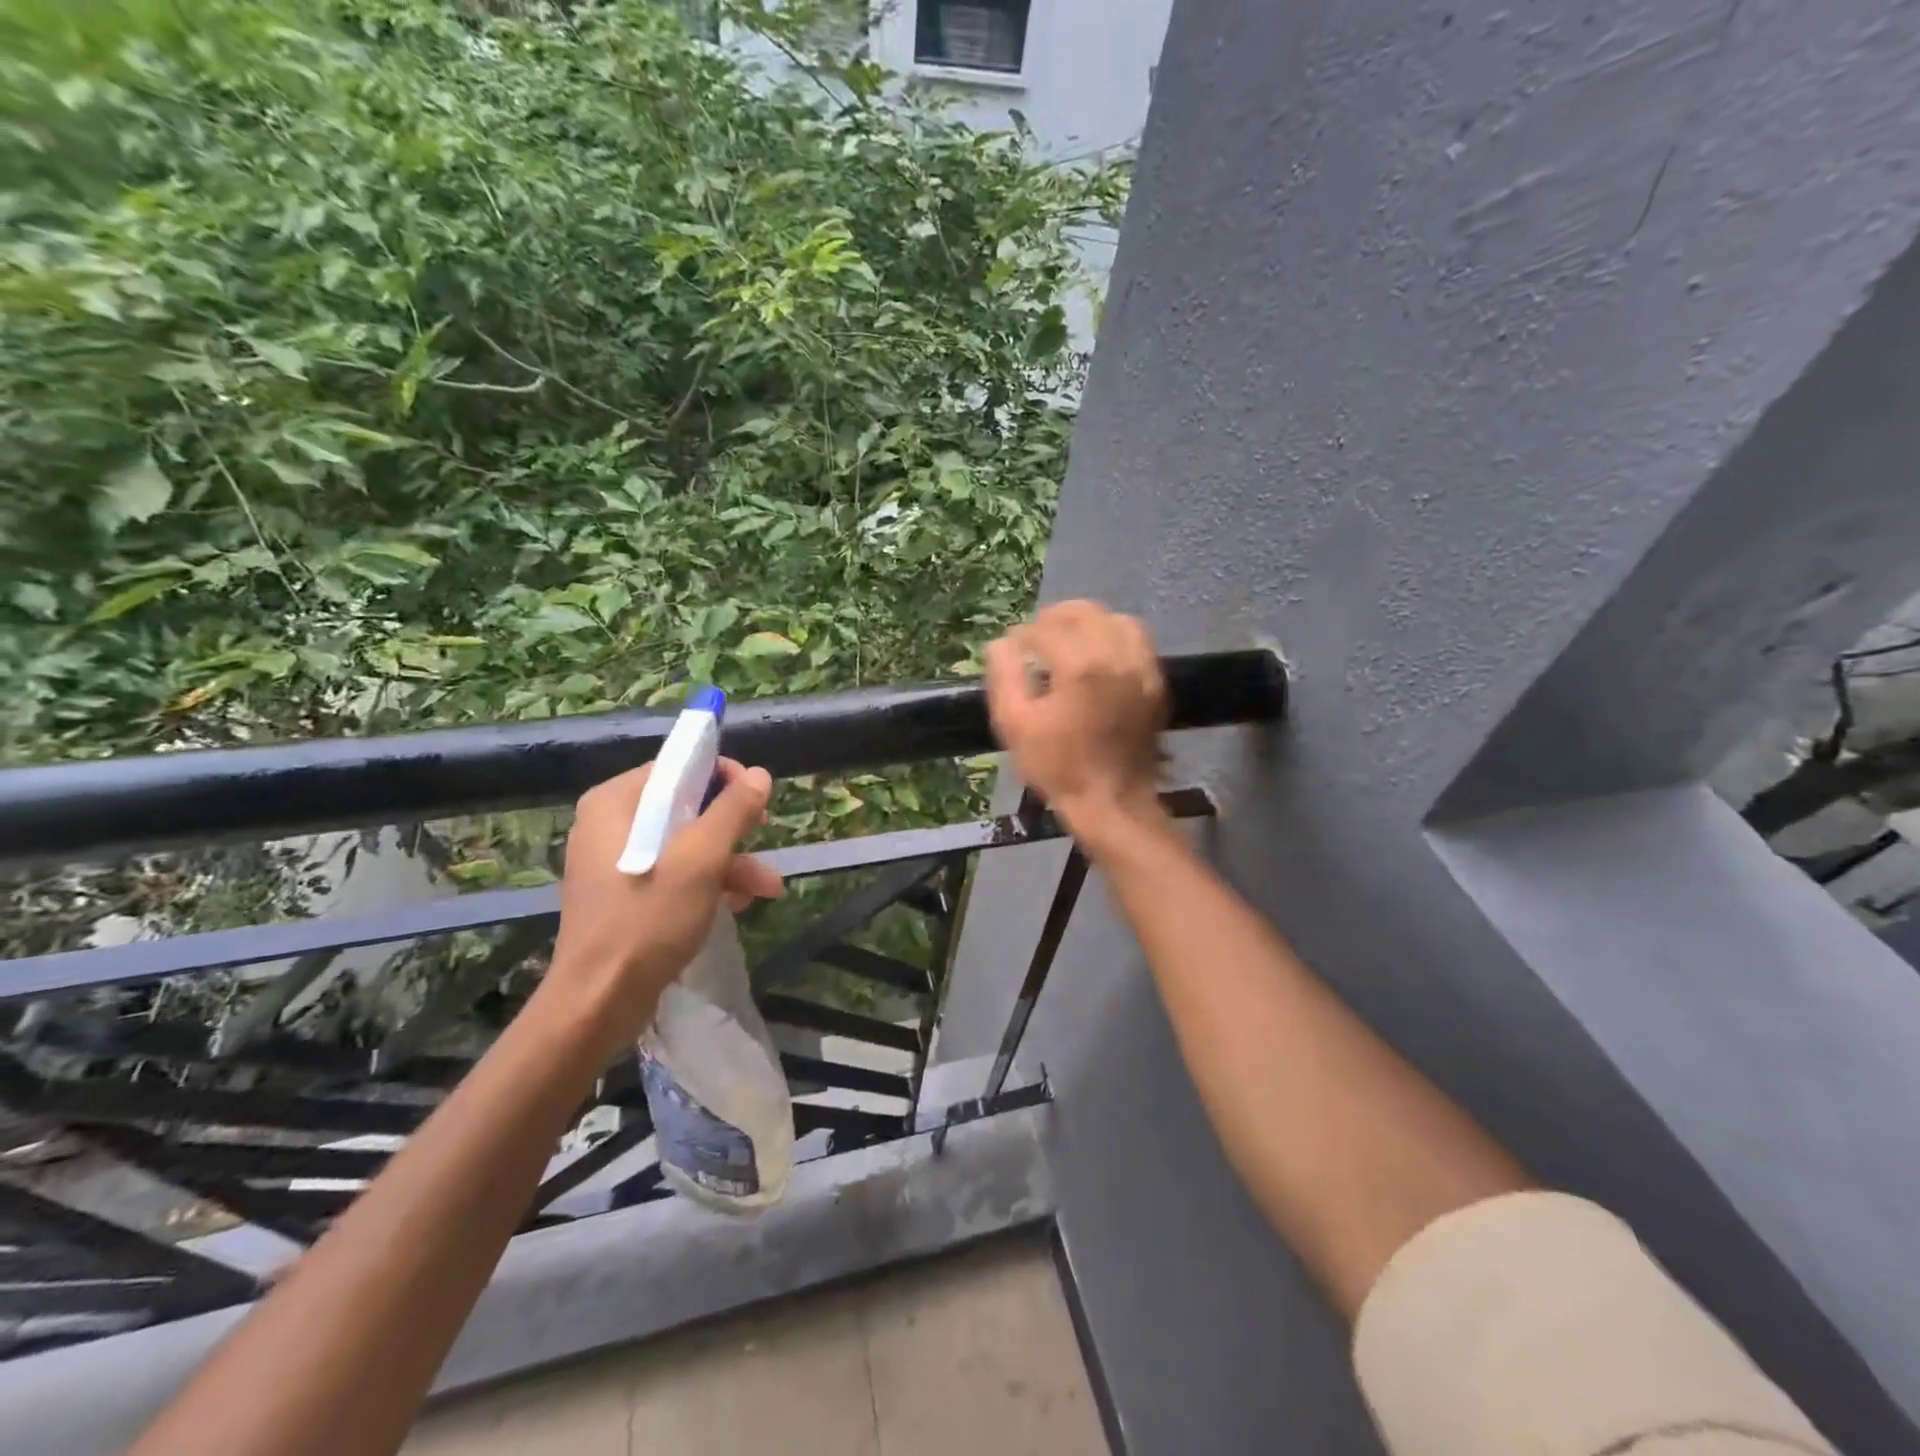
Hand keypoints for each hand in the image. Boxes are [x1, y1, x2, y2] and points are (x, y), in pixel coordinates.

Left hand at [541, 757, 782, 1056]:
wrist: (598, 1003)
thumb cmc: (647, 920)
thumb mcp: (701, 860)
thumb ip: (731, 811)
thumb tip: (758, 774)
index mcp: (616, 802)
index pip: (677, 766)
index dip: (723, 777)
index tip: (756, 801)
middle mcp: (611, 824)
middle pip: (685, 806)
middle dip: (733, 828)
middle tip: (765, 837)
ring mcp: (616, 862)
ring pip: (685, 844)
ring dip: (730, 862)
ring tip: (768, 889)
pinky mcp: (624, 896)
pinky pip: (674, 873)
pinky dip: (708, 884)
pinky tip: (738, 906)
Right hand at [985, 600, 1168, 848]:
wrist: (1112, 802)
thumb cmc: (1058, 766)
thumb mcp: (1015, 725)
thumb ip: (1005, 676)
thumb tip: (1001, 644)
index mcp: (1080, 666)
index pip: (1046, 628)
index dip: (1023, 635)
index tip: (1011, 649)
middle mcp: (1116, 656)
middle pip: (1085, 612)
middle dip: (1055, 618)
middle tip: (1036, 638)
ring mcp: (1142, 668)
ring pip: (1115, 620)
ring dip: (1087, 623)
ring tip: (1067, 642)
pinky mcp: (1156, 682)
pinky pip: (1137, 641)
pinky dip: (1113, 638)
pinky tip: (1097, 658)